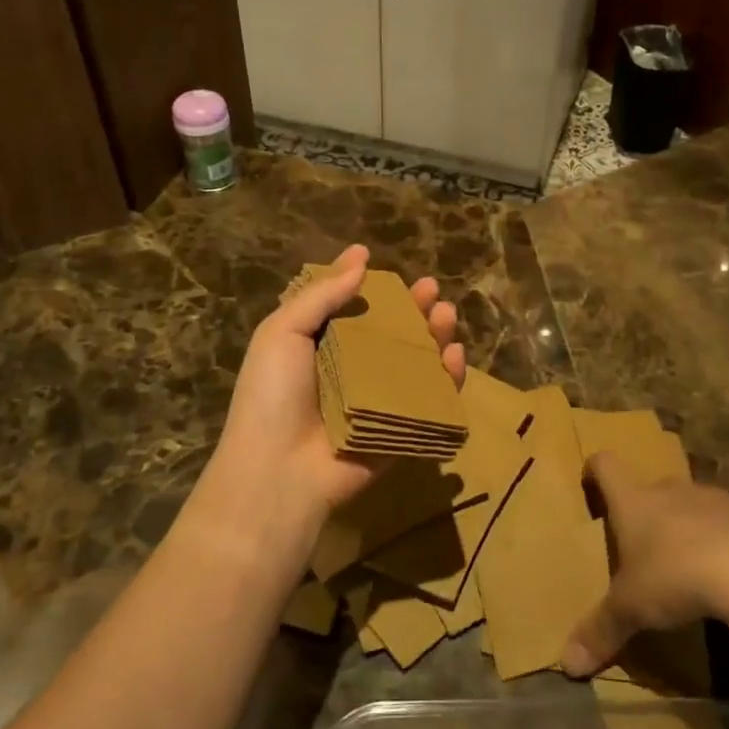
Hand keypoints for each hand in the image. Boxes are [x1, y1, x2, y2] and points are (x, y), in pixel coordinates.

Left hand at [206, 243, 463, 531]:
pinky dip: (447, 380)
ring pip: (415, 364)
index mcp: (319, 347)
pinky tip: (455, 356)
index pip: (353, 310)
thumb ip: (321, 295)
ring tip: (446, 315)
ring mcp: (378, 403)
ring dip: (434, 338)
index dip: (373, 288)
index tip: (389, 267)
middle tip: (432, 290)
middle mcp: (351, 372)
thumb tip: (360, 257)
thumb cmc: (273, 395)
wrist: (278, 472)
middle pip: (391, 334)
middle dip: (413, 309)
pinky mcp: (400, 431)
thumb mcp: (282, 332)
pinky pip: (429, 403)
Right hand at [560, 453, 728, 676]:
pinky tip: (728, 574)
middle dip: (646, 511)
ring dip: (686, 525)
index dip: (596, 470)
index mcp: (634, 501)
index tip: (592, 483)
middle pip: (650, 487)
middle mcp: (670, 489)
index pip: (606, 464)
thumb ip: (601, 631)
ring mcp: (713, 498)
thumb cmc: (676, 576)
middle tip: (641, 545)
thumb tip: (568, 665)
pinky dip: (723, 541)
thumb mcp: (631, 609)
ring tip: (687, 563)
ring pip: (691, 503)